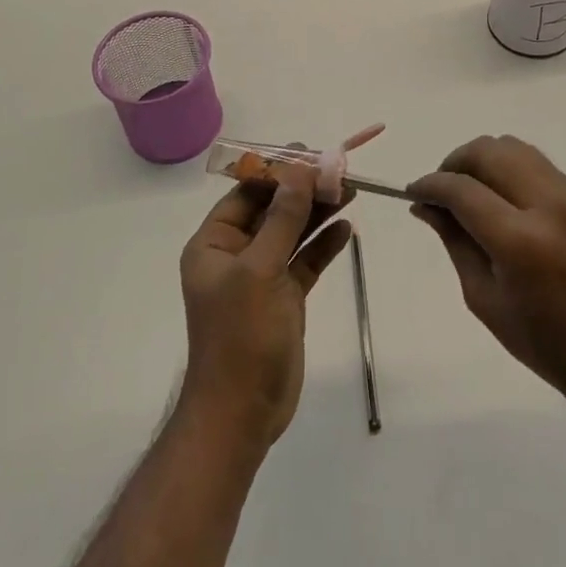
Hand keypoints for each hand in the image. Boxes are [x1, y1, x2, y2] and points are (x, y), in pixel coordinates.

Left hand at [179, 163, 351, 448]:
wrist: (242, 413)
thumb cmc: (240, 337)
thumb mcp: (260, 270)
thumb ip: (282, 219)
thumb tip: (300, 171)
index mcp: (214, 244)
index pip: (246, 193)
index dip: (278, 171)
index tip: (310, 153)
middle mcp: (235, 255)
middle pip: (273, 210)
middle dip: (304, 189)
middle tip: (340, 170)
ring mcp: (261, 277)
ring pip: (292, 233)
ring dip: (319, 212)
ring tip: (351, 190)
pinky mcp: (284, 298)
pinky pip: (305, 261)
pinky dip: (324, 245)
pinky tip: (347, 230)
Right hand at [408, 135, 565, 406]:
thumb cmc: (542, 341)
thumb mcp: (483, 297)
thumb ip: (454, 240)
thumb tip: (425, 204)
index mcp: (520, 241)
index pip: (463, 189)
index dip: (430, 184)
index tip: (413, 192)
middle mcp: (549, 205)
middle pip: (489, 151)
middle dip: (455, 162)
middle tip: (441, 190)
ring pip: (514, 148)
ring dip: (483, 160)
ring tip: (470, 189)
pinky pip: (537, 164)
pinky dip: (509, 170)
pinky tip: (503, 199)